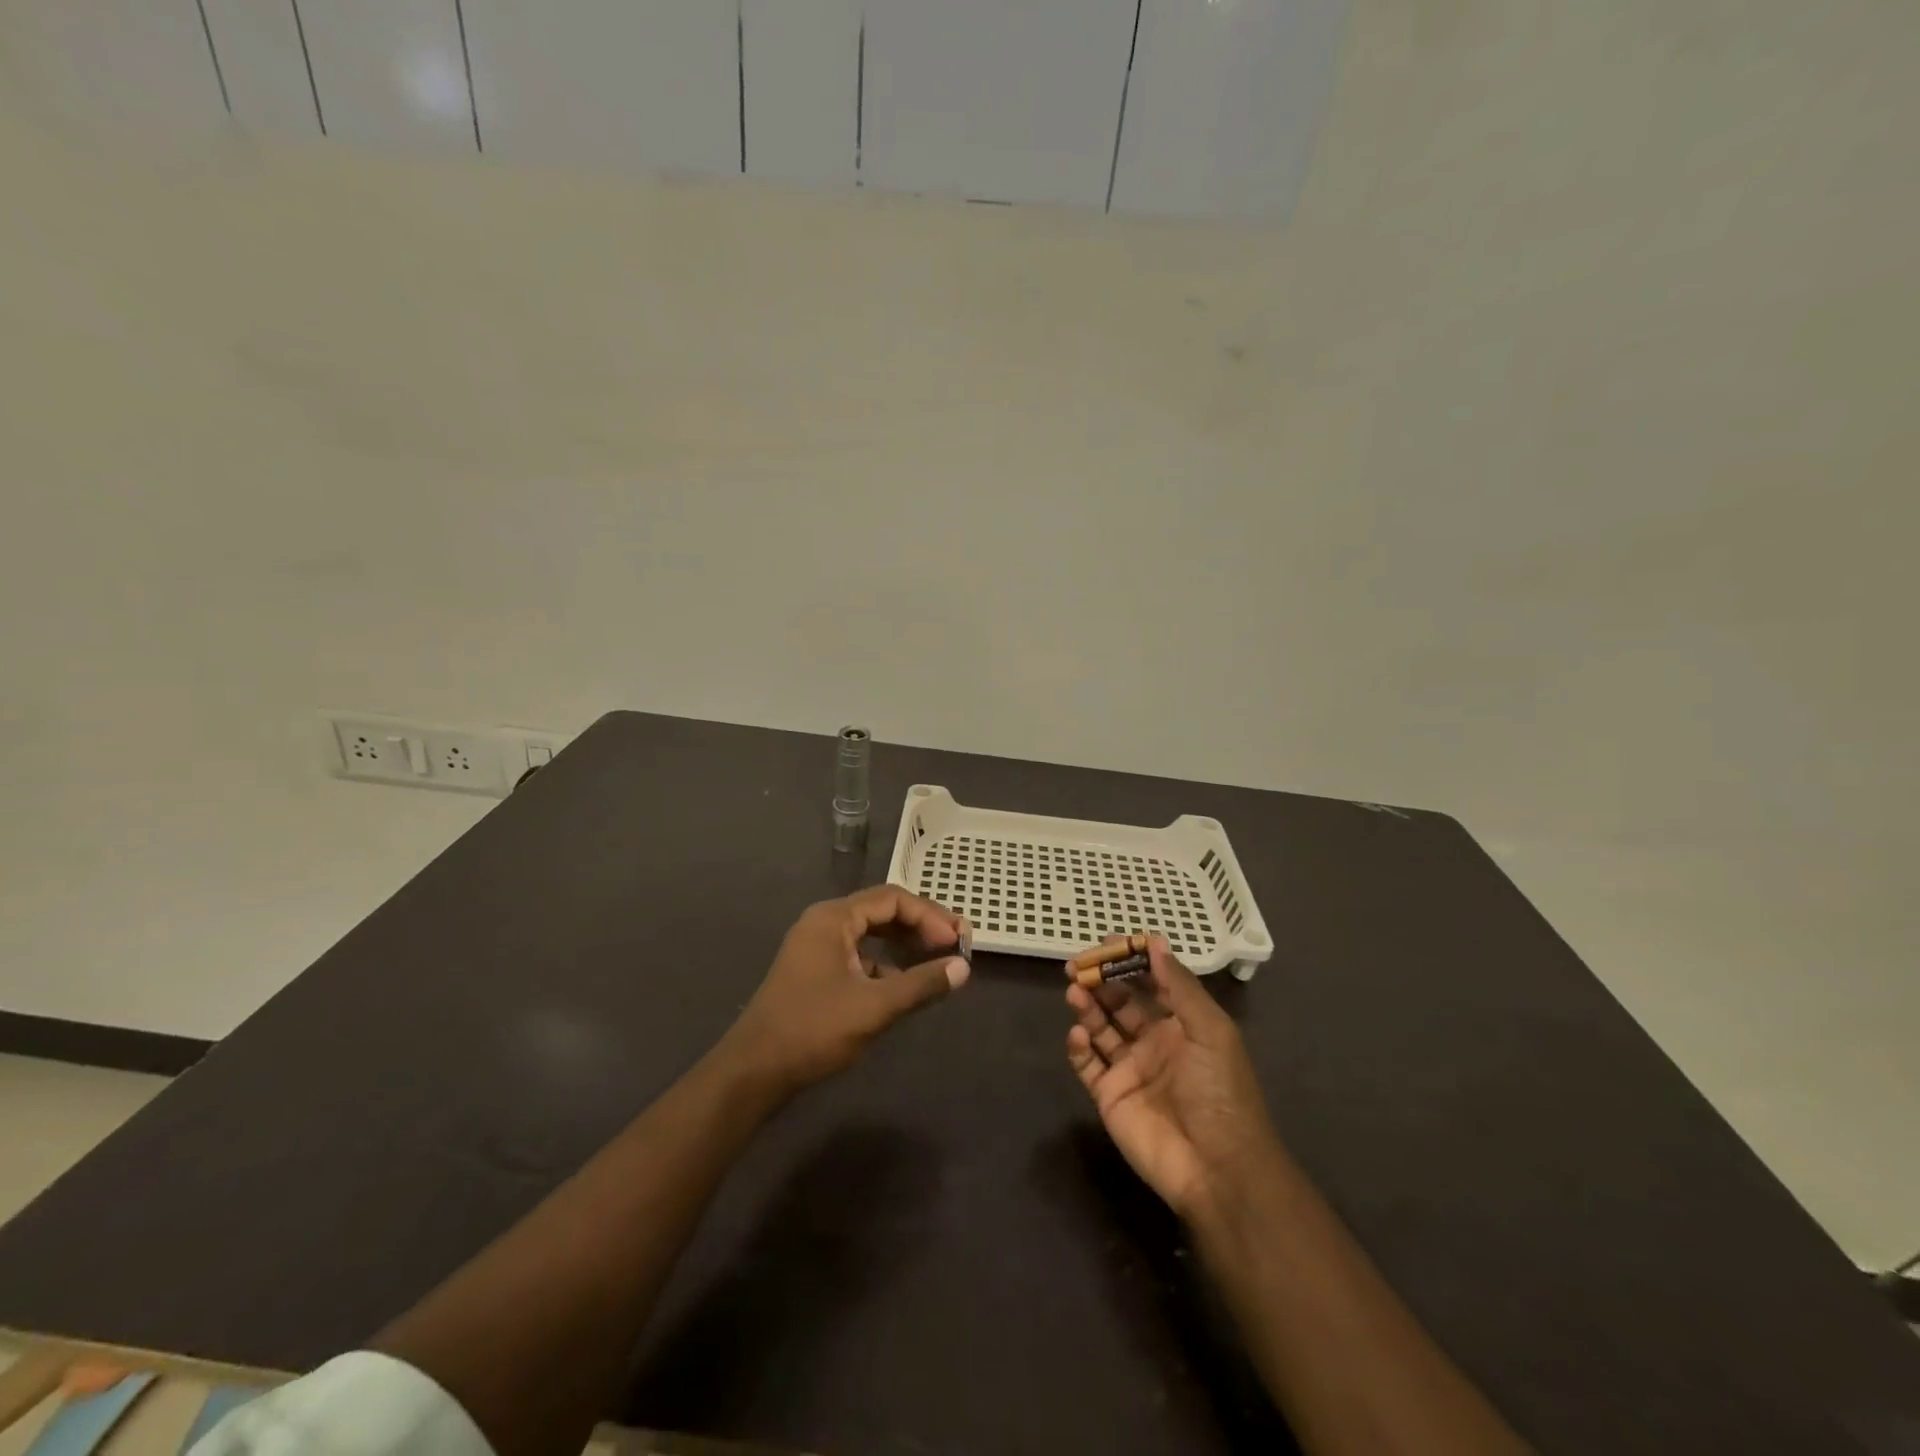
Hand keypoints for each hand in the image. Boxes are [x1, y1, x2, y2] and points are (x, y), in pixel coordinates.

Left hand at [722, 885, 970, 1096]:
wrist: (754, 1071)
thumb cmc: (813, 1030)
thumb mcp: (874, 1008)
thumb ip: (921, 984)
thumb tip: (963, 968)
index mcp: (834, 918)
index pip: (892, 899)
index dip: (929, 916)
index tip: (957, 940)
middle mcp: (824, 923)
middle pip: (882, 911)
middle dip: (920, 926)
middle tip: (955, 944)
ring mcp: (817, 947)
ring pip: (871, 934)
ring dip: (904, 944)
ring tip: (936, 961)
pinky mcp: (815, 971)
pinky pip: (859, 955)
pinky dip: (885, 963)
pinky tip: (904, 985)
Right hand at [1065, 937, 1279, 1218]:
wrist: (1218, 1168)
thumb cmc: (1220, 1091)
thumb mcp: (1210, 1030)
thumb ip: (1179, 986)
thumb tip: (1154, 941)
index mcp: (1182, 1025)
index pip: (1151, 983)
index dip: (1131, 961)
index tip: (1108, 942)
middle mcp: (1154, 1042)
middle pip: (1120, 1002)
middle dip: (1100, 980)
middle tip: (1077, 965)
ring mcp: (1130, 1069)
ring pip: (1100, 1028)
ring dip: (1087, 1006)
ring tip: (1073, 990)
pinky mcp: (1109, 1096)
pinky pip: (1087, 1064)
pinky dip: (1079, 1046)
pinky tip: (1080, 1034)